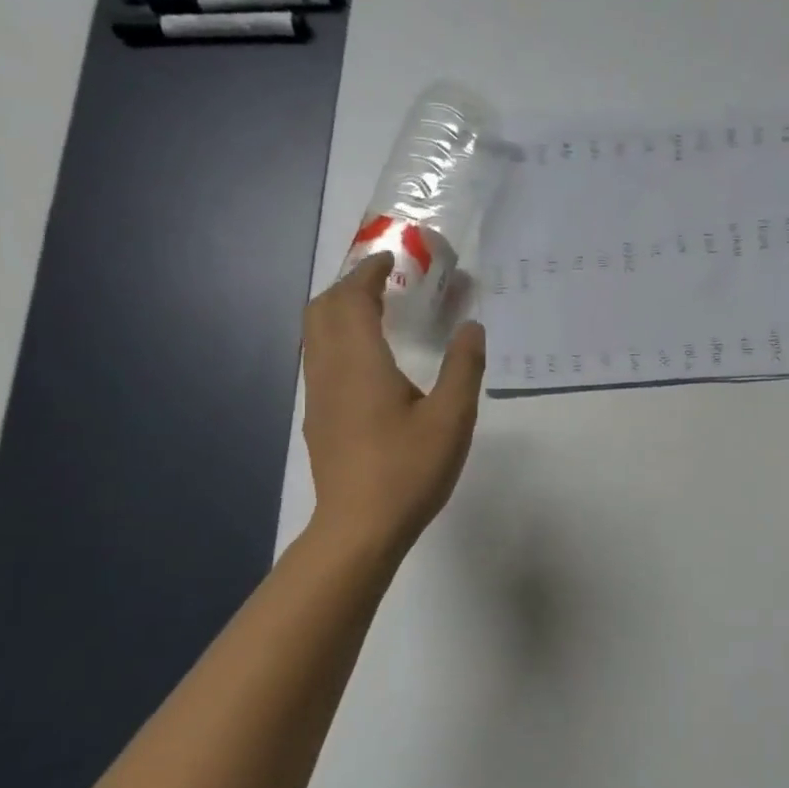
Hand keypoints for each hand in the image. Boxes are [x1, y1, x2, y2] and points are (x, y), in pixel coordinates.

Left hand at [300, 253, 485, 558]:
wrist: (359, 528)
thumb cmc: (408, 470)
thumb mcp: (452, 418)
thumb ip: (464, 367)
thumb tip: (472, 327)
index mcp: (360, 362)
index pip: (351, 298)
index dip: (368, 272)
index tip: (392, 259)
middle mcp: (329, 371)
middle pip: (322, 310)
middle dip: (348, 286)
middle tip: (386, 283)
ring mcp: (319, 397)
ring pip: (316, 337)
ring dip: (340, 313)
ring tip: (378, 315)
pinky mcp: (319, 420)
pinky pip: (321, 361)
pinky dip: (339, 340)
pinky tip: (370, 364)